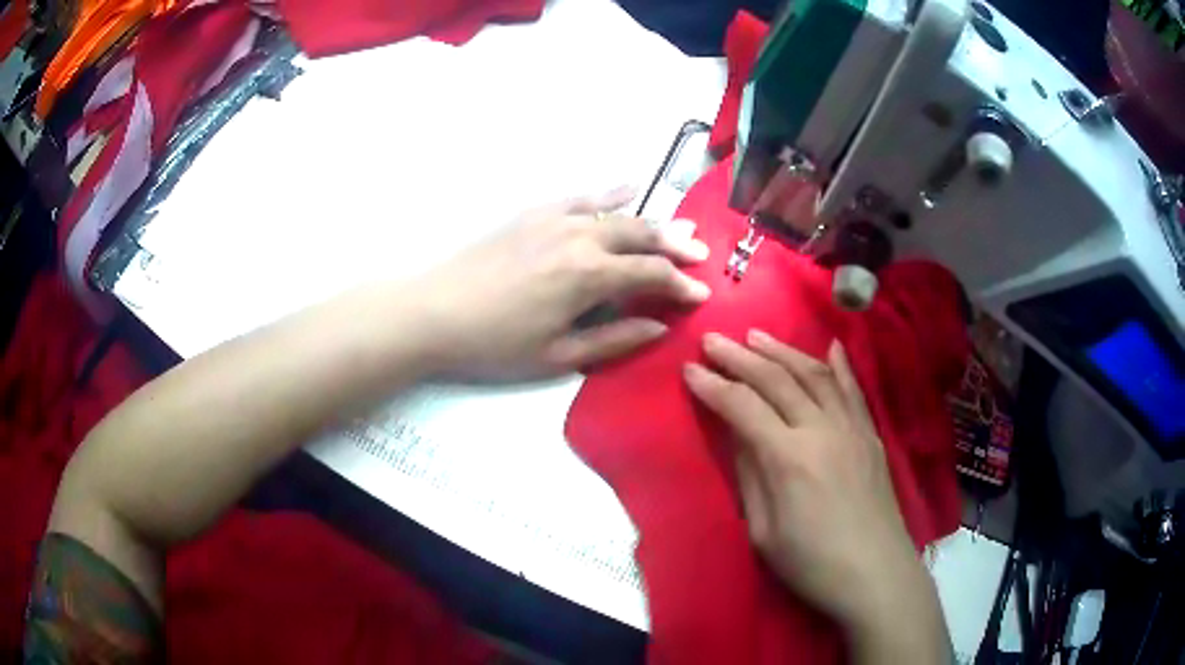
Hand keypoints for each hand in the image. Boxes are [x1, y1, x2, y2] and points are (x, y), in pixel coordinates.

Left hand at [412, 188, 710, 379]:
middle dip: (676, 246)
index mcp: (589, 276)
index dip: (680, 285)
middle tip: (700, 255)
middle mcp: (581, 238)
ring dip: (652, 221)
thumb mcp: (558, 355)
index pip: (651, 275)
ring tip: (679, 228)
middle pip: (641, 236)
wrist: (435, 311)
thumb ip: (615, 338)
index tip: (701, 294)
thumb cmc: (496, 343)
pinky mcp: (535, 213)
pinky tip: (630, 187)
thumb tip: (659, 325)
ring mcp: (556, 219)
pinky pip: (582, 197)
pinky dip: (610, 193)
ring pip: (618, 214)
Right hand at [683, 331, 947, 660]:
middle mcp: (821, 430)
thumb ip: (750, 476)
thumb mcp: (763, 531)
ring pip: (815, 374)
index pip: (743, 407)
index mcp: (789, 458)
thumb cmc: (812, 563)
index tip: (689, 369)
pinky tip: (829, 345)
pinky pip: (853, 389)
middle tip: (713, 340)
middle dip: (740, 357)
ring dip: (783, 351)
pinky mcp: (870, 435)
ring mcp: (851, 428)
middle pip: (777, 380)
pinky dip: (839, 364)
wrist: (875, 574)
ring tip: (756, 335)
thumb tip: (738, 435)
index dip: (713, 386)